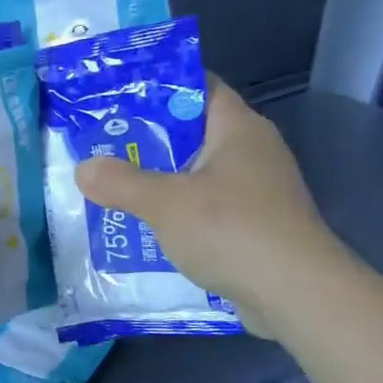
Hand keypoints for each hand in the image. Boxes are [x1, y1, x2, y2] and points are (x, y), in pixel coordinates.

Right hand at [74, 75, 347, 337]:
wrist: (298, 296)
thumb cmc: (233, 231)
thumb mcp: (165, 202)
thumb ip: (120, 182)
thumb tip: (83, 169)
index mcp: (238, 127)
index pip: (196, 87)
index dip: (156, 87)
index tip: (114, 97)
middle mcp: (252, 151)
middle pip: (192, 132)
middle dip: (147, 140)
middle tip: (101, 144)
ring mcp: (258, 191)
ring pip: (197, 174)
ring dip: (159, 181)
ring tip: (113, 186)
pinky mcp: (257, 226)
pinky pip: (208, 208)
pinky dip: (178, 213)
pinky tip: (146, 227)